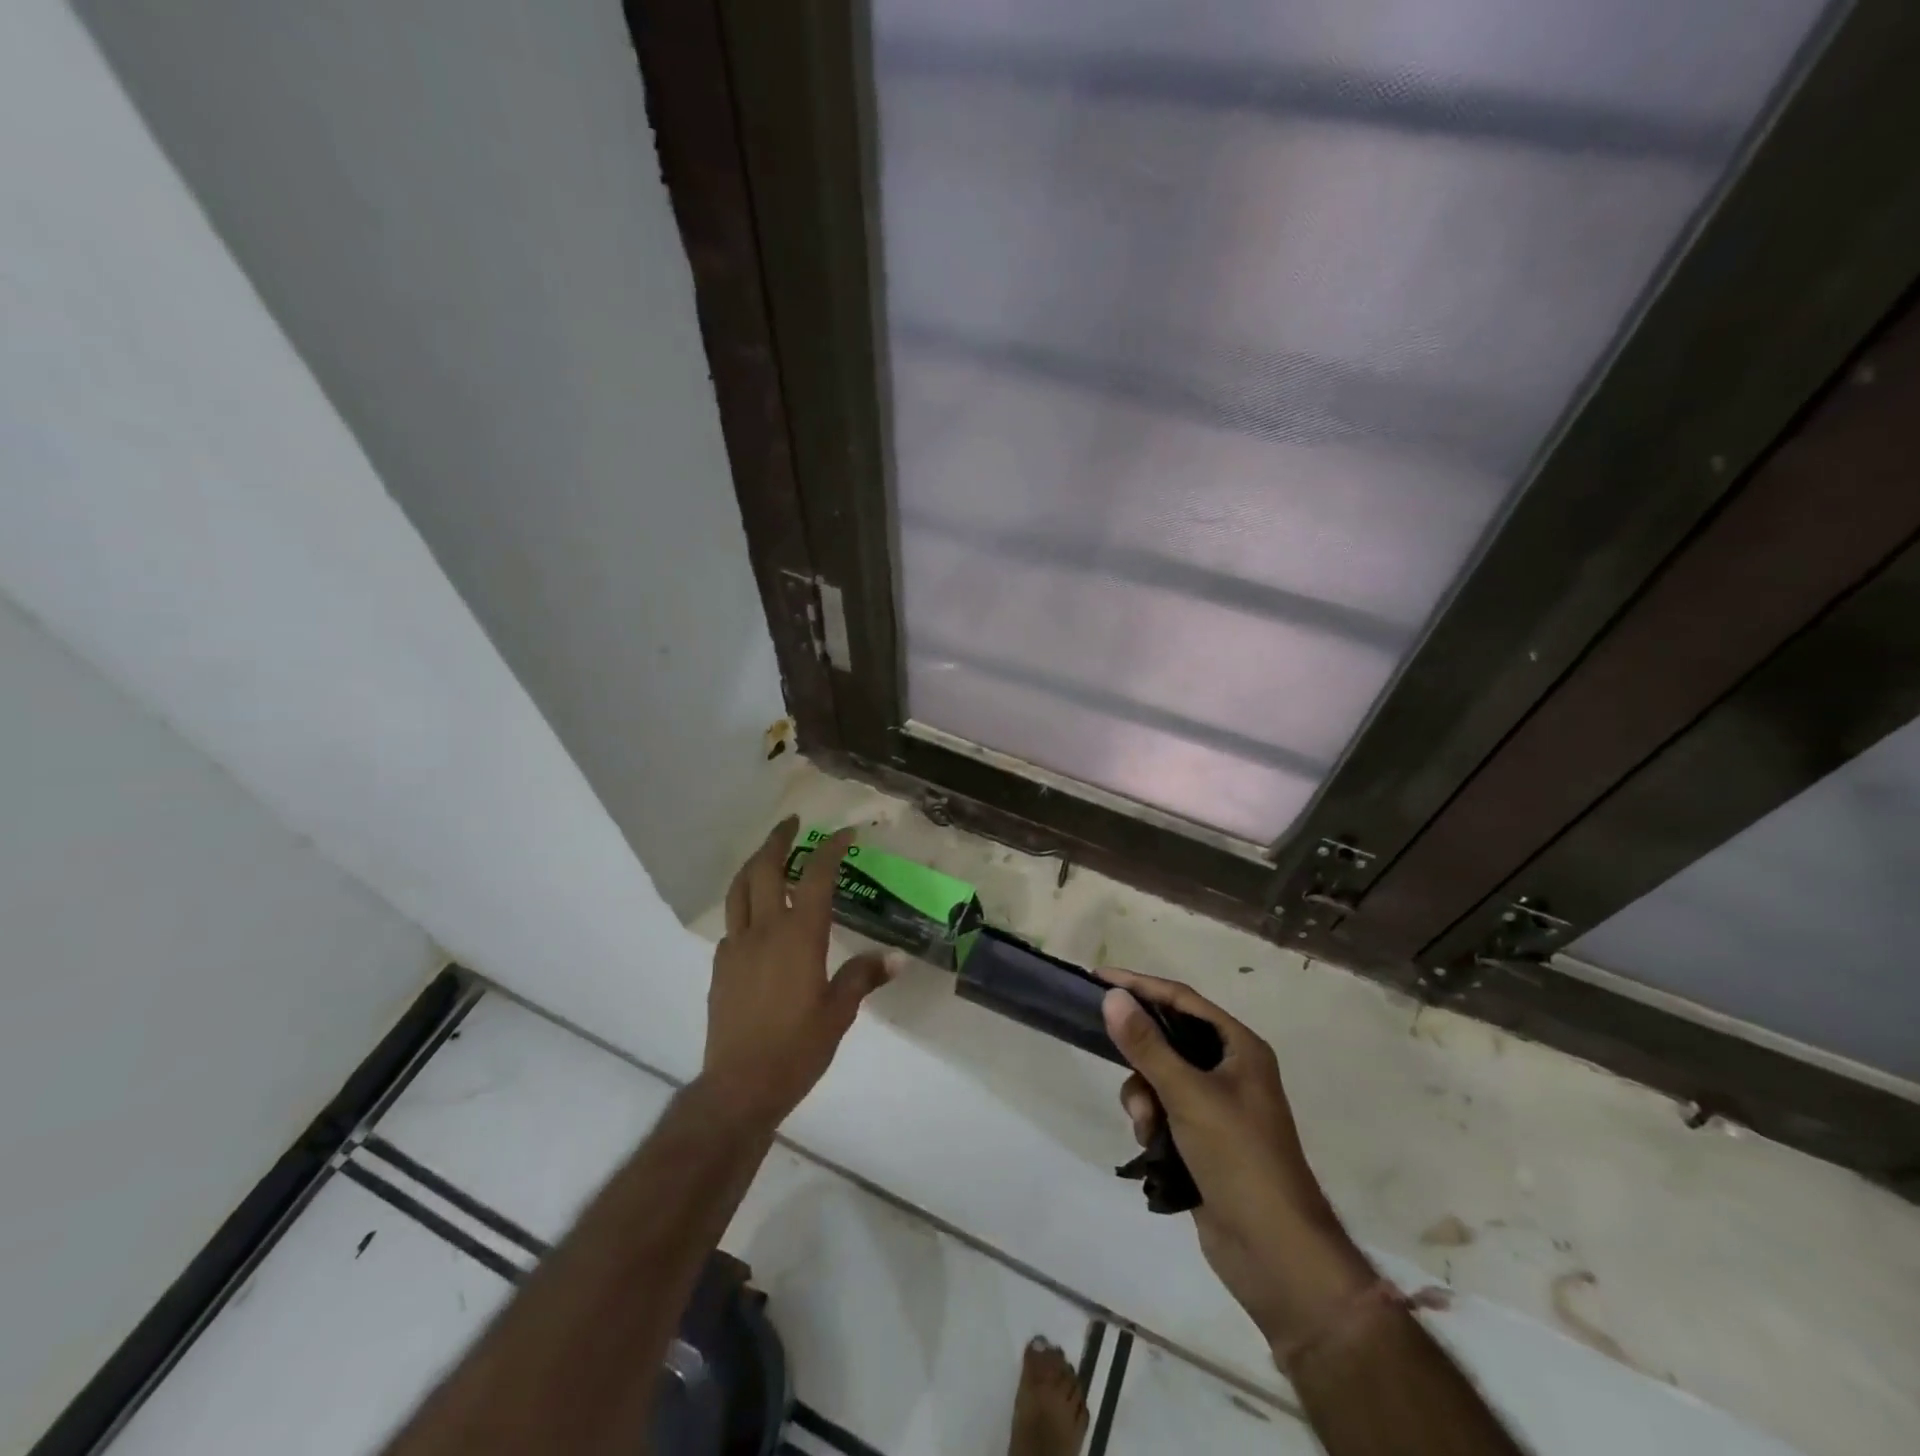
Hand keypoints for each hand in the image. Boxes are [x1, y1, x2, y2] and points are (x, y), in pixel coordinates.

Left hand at [703, 818, 893, 1123]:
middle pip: (766, 869)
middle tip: (791, 823)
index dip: (830, 849)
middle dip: (778, 840)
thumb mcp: (840, 1013)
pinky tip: (758, 917)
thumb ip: (863, 977)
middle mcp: (765, 931)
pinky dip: (746, 903)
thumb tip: (897, 958)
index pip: (816, 877)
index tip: (845, 832)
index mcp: (799, 936)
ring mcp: (737, 946)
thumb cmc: (797, 1048)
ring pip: (740, 889)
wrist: (739, 1085)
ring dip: (755, 863)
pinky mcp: (721, 966)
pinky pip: (733, 922)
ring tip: (768, 854)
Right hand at [1100, 969, 1375, 1353]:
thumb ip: (1147, 1045)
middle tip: (1111, 1056)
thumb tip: (1112, 997)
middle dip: (1140, 1056)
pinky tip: (1152, 1147)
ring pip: (1159, 1078)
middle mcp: (1230, 1069)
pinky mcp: (1203, 1140)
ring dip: (1143, 1097)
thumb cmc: (1239, 1159)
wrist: (1275, 1255)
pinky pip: (1163, 1111)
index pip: (1181, 999)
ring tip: (1146, 1127)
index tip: (1098, 979)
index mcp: (1239, 1047)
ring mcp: (1217, 1107)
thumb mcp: (1188, 1095)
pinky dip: (1151, 1122)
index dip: (1140, 986)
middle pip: (1168, 1039)